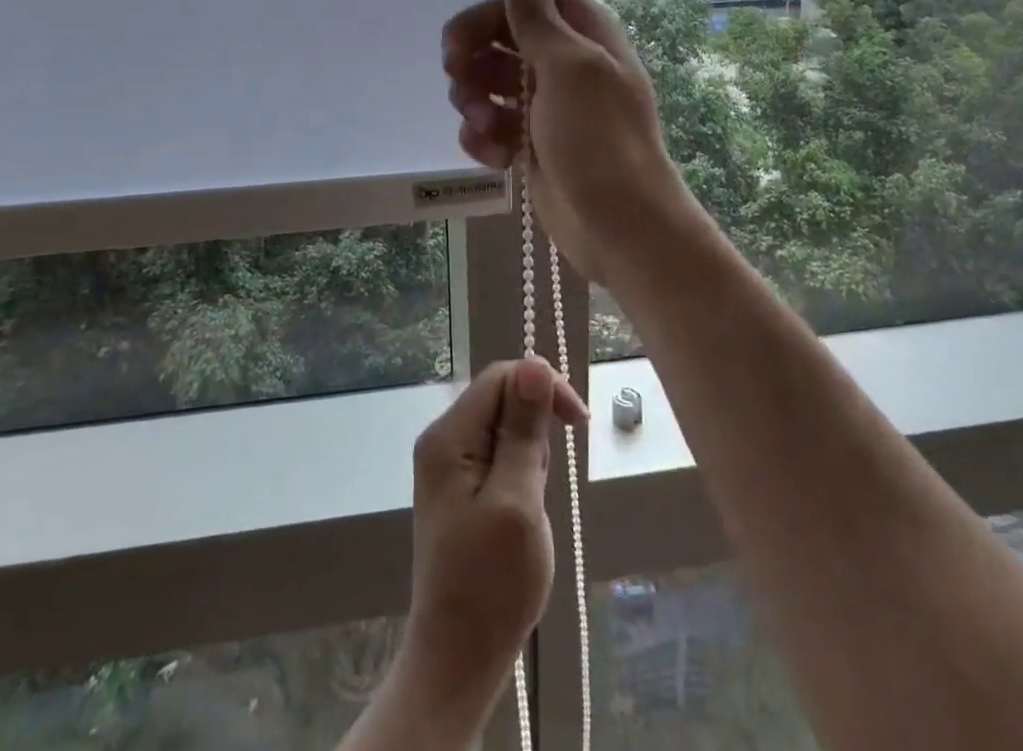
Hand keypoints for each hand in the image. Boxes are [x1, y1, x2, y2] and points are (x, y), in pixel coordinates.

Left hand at [393, 358, 587, 734]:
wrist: (459, 659)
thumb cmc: (491, 584)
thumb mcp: (518, 500)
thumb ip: (524, 429)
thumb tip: (535, 363)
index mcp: (449, 436)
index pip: (501, 377)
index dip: (542, 387)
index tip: (578, 423)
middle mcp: (444, 440)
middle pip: (502, 397)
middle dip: (536, 426)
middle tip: (544, 481)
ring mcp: (451, 465)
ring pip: (505, 427)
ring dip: (531, 453)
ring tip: (531, 503)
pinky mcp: (462, 488)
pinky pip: (500, 455)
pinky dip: (522, 473)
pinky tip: (523, 509)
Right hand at [432, 0, 695, 284]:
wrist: (620, 227)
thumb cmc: (601, 140)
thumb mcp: (569, 68)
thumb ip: (538, 14)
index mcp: (580, 28)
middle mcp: (559, 56)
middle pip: (493, 26)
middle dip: (468, 44)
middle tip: (455, 68)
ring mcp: (542, 99)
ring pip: (482, 74)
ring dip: (472, 96)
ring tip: (486, 124)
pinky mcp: (527, 137)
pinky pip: (486, 119)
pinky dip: (482, 134)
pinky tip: (497, 156)